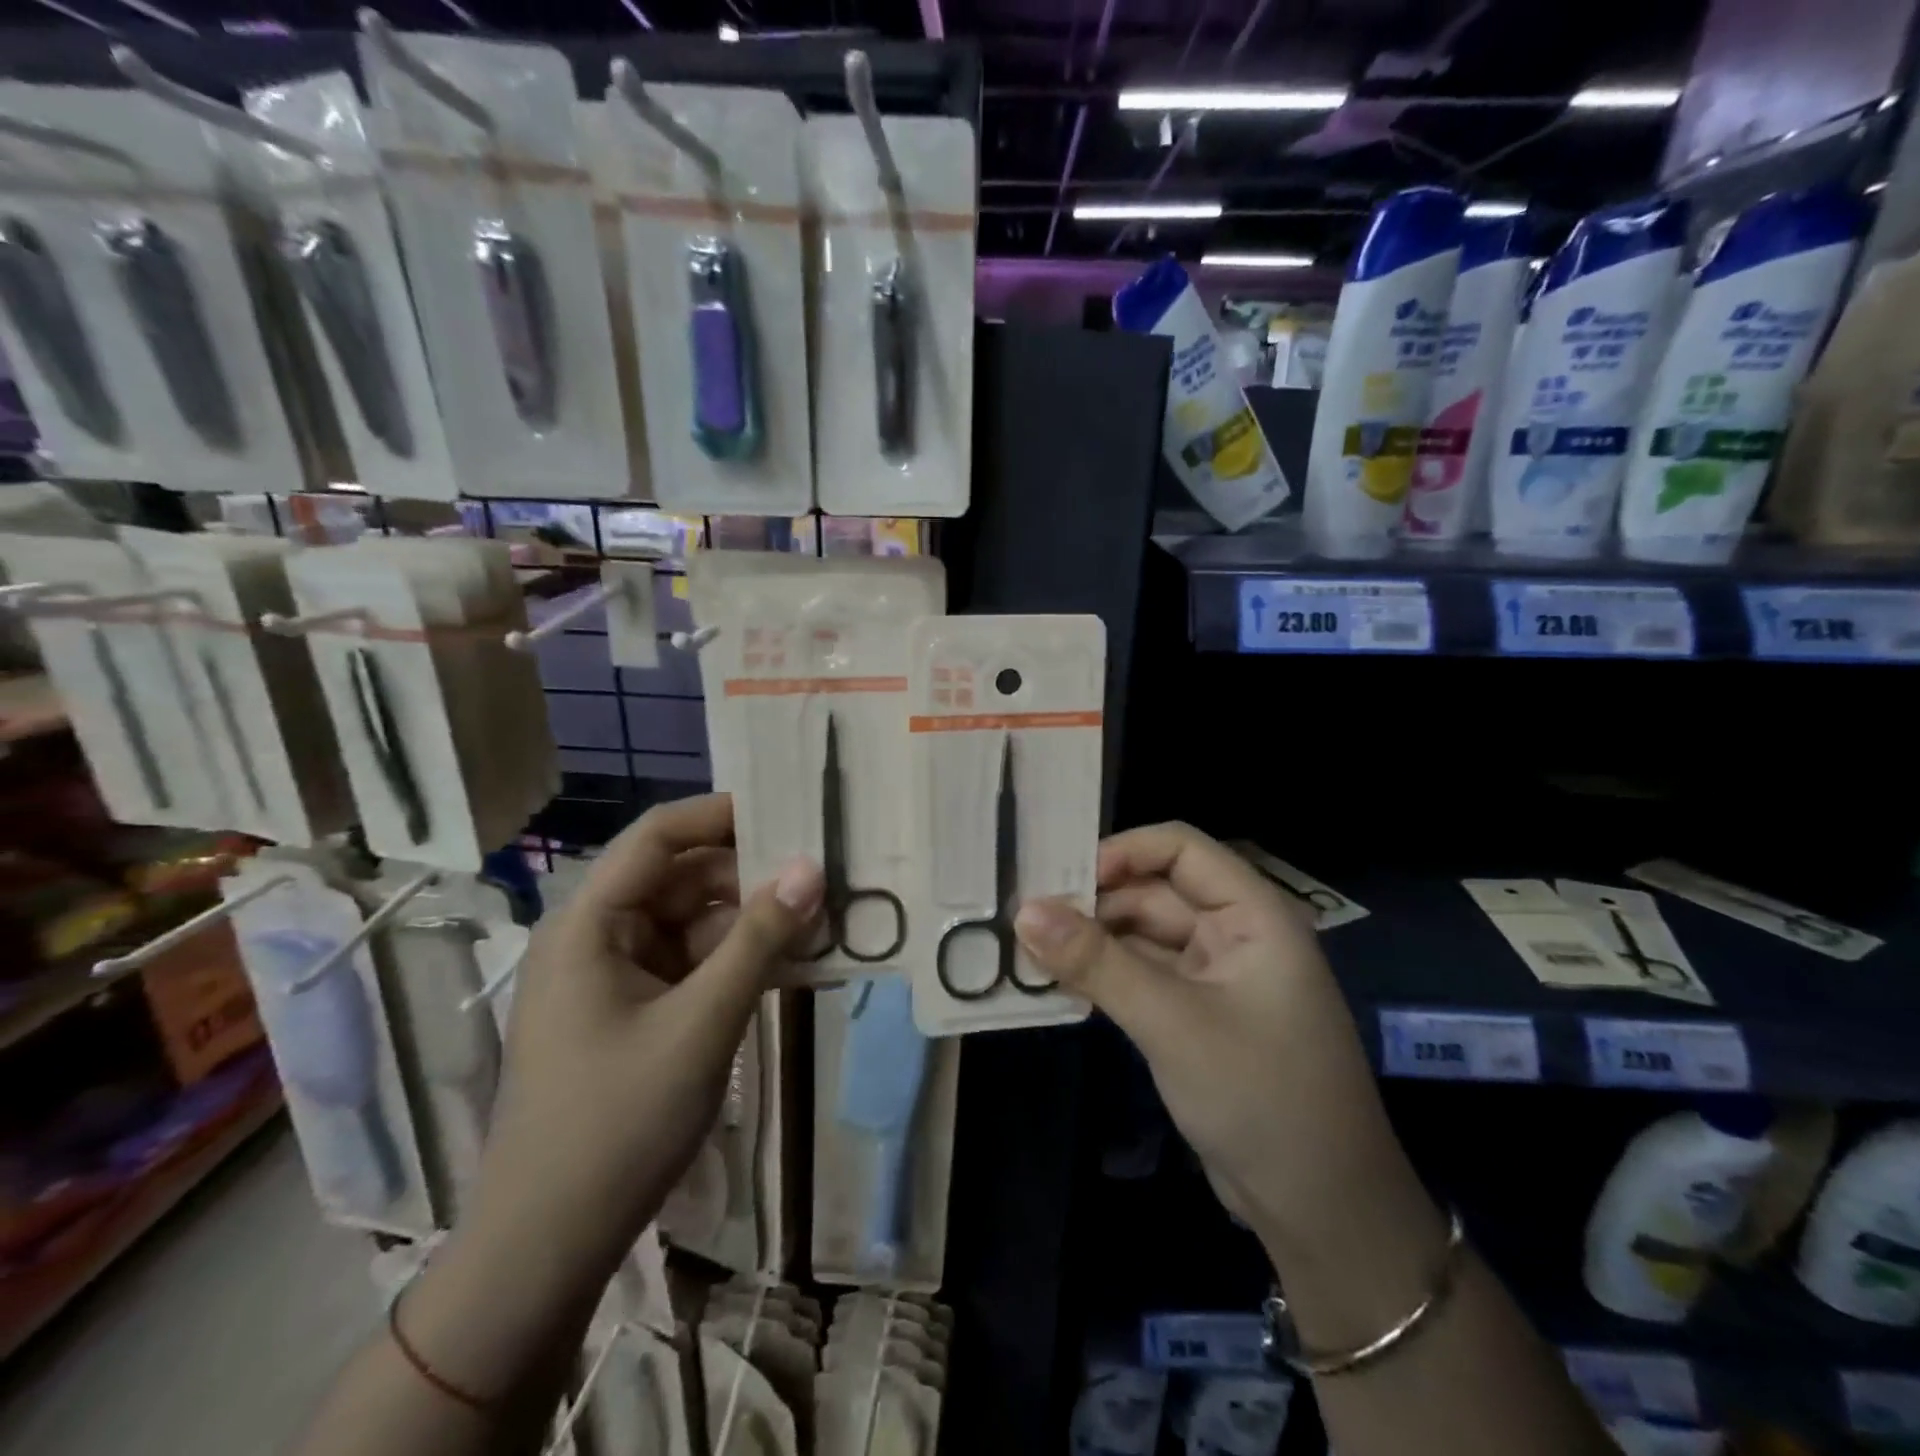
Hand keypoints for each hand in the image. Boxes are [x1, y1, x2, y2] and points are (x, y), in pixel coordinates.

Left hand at [469, 793, 822, 1276]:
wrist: (548, 1247)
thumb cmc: (616, 1123)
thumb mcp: (701, 1023)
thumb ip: (759, 940)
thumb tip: (811, 868)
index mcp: (591, 924)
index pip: (658, 837)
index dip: (721, 814)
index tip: (789, 810)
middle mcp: (599, 937)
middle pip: (681, 878)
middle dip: (749, 874)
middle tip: (821, 873)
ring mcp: (616, 977)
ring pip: (693, 923)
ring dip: (751, 921)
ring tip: (819, 919)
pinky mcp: (635, 1012)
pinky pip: (693, 964)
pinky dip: (737, 961)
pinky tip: (790, 965)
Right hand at [1012, 823, 1415, 1261]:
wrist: (1321, 1211)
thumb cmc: (1261, 1095)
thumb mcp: (1172, 1022)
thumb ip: (1097, 962)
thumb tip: (1023, 911)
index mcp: (1252, 914)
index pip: (1180, 848)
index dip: (1122, 851)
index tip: (1061, 878)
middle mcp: (1234, 933)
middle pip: (1155, 891)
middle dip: (1095, 901)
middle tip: (1026, 915)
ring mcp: (1214, 977)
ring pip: (1142, 935)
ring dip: (1093, 940)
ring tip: (1028, 946)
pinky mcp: (1195, 1015)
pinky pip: (1141, 976)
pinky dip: (1104, 975)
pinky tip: (1058, 980)